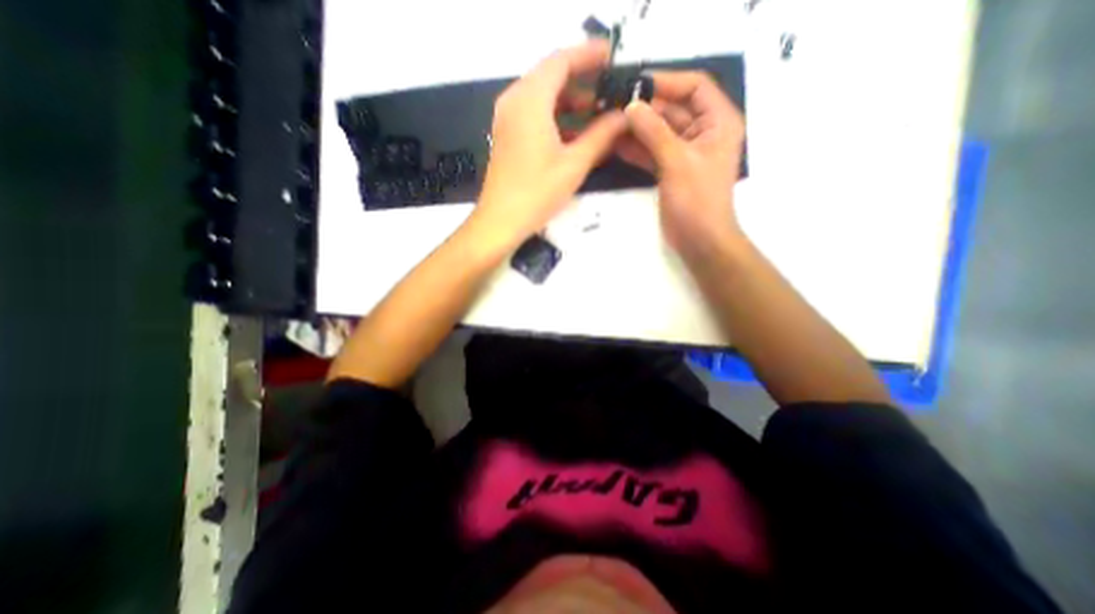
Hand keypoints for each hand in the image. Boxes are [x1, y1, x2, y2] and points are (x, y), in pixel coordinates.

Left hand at [468, 42, 623, 247]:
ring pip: (543, 97)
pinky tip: (576, 133)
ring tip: (599, 112)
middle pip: (551, 76)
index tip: (613, 58)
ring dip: (570, 101)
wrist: (501, 221)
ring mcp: (508, 118)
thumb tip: (624, 117)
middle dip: (582, 80)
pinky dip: (556, 118)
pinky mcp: (508, 135)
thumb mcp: (575, 164)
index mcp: (530, 99)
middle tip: (610, 90)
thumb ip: (602, 135)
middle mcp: (514, 100)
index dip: (589, 56)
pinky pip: (535, 114)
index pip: (562, 60)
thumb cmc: (537, 193)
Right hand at [615, 70, 744, 255]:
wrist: (699, 239)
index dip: (667, 82)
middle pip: (673, 109)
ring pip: (659, 132)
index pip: (695, 86)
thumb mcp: (677, 161)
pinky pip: (653, 152)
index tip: (636, 84)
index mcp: (717, 122)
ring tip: (610, 123)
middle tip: (614, 105)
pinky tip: (616, 145)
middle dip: (645, 108)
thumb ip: (654, 132)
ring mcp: (685, 152)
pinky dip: (637, 149)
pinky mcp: (671, 169)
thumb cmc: (697, 199)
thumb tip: (631, 106)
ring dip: (638, 129)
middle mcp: (703, 132)